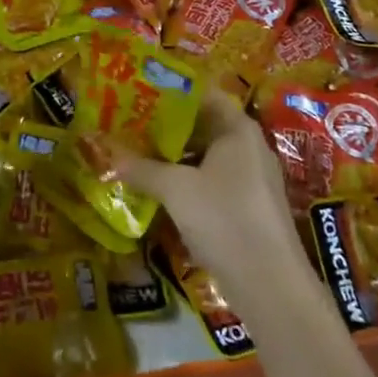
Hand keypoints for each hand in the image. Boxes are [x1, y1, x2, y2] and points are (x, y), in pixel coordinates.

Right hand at [120, 89, 305, 311]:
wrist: (271, 286)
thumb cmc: (225, 218)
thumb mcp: (176, 190)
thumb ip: (141, 168)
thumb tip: (106, 155)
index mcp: (237, 128)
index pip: (202, 93)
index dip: (170, 90)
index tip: (138, 90)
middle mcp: (248, 146)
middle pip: (202, 124)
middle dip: (165, 125)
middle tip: (128, 121)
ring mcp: (251, 178)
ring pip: (205, 155)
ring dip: (173, 156)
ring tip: (135, 152)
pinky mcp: (247, 207)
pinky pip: (211, 181)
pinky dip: (186, 180)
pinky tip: (158, 188)